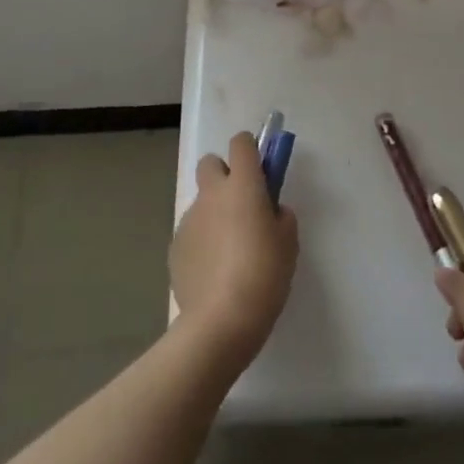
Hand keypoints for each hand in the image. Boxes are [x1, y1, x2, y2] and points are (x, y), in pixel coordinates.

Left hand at [170, 132, 298, 367]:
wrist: (221, 320)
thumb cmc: (264, 274)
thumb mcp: (289, 243)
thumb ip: (281, 217)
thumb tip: (271, 212)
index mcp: (243, 185)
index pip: (241, 143)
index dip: (250, 150)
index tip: (260, 171)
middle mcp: (212, 194)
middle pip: (210, 163)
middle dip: (223, 175)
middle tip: (240, 205)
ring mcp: (189, 220)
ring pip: (202, 203)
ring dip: (214, 214)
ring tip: (229, 254)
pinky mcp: (175, 247)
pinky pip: (192, 233)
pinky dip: (201, 244)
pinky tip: (213, 274)